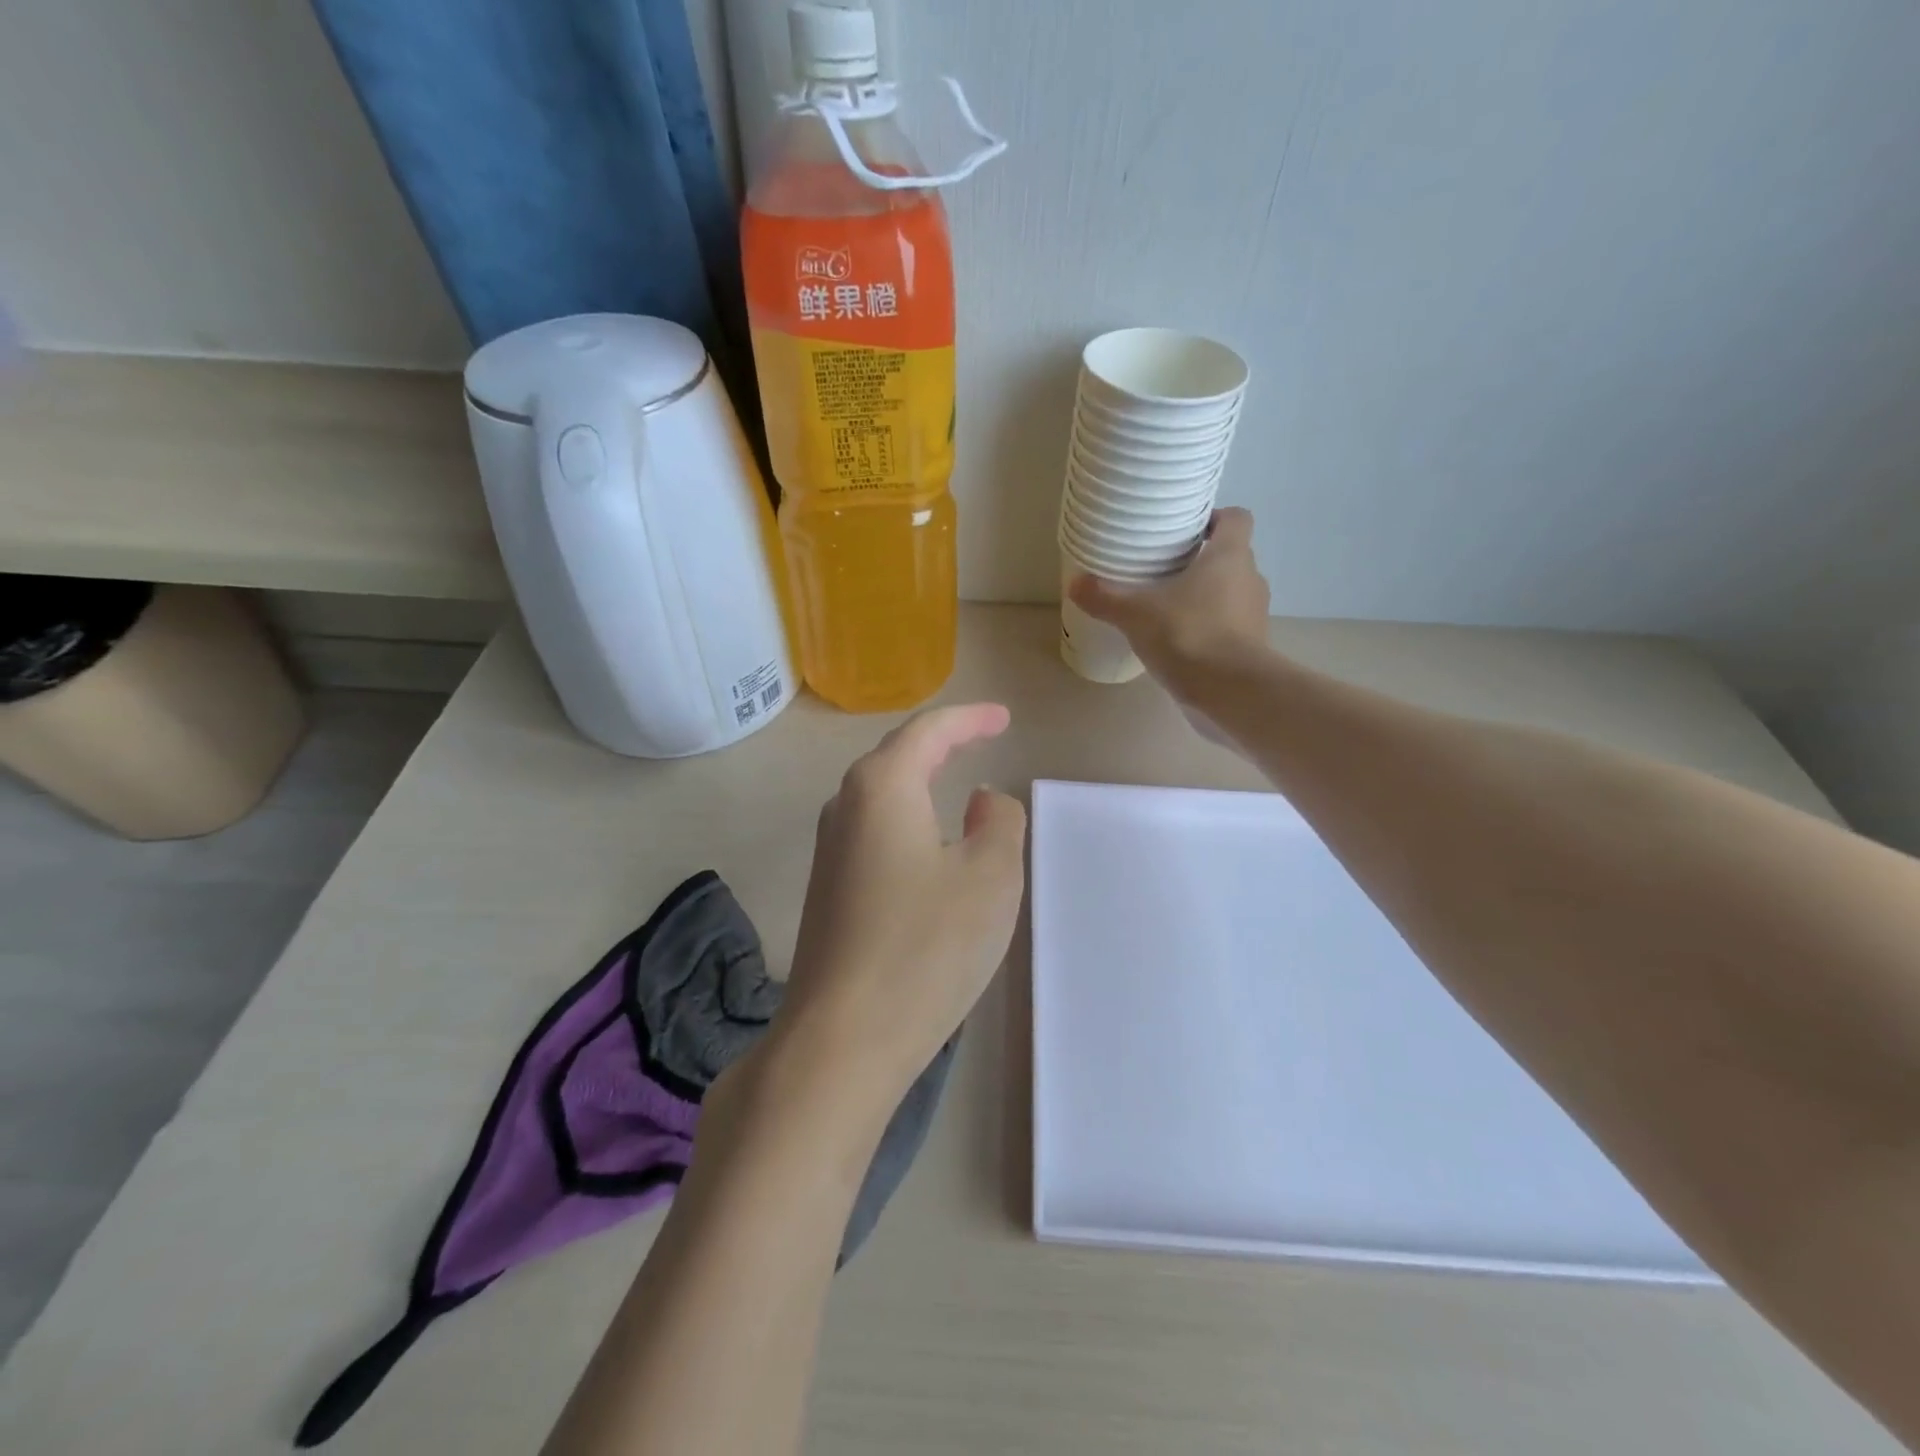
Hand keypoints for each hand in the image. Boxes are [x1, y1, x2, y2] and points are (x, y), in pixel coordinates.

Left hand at [772, 704, 1026, 1114]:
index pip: (928, 732)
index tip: (1002, 718)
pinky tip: (926, 845)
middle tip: (981, 737)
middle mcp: (845, 808)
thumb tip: (981, 799)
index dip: (969, 719)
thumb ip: (999, 822)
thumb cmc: (925, 948)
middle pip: (896, 757)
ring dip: (920, 781)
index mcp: (882, 788)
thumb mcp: (990, 878)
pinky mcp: (827, 892)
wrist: (841, 1041)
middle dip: (941, 743)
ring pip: (881, 796)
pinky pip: (874, 833)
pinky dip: (908, 820)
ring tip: (955, 780)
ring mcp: (829, 852)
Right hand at [1068, 507, 1271, 700]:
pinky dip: (1209, 628)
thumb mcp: (1136, 614)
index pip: (1237, 518)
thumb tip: (1074, 583)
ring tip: (1169, 609)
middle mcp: (1250, 578)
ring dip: (1206, 597)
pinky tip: (1180, 642)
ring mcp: (1255, 614)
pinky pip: (1229, 626)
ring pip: (1230, 593)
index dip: (1215, 518)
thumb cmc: (1188, 634)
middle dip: (1202, 561)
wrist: (1231, 691)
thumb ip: (1105, 597)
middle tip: (1166, 571)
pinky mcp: (1251, 646)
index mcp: (1230, 556)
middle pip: (1231, 557)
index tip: (1188, 531)